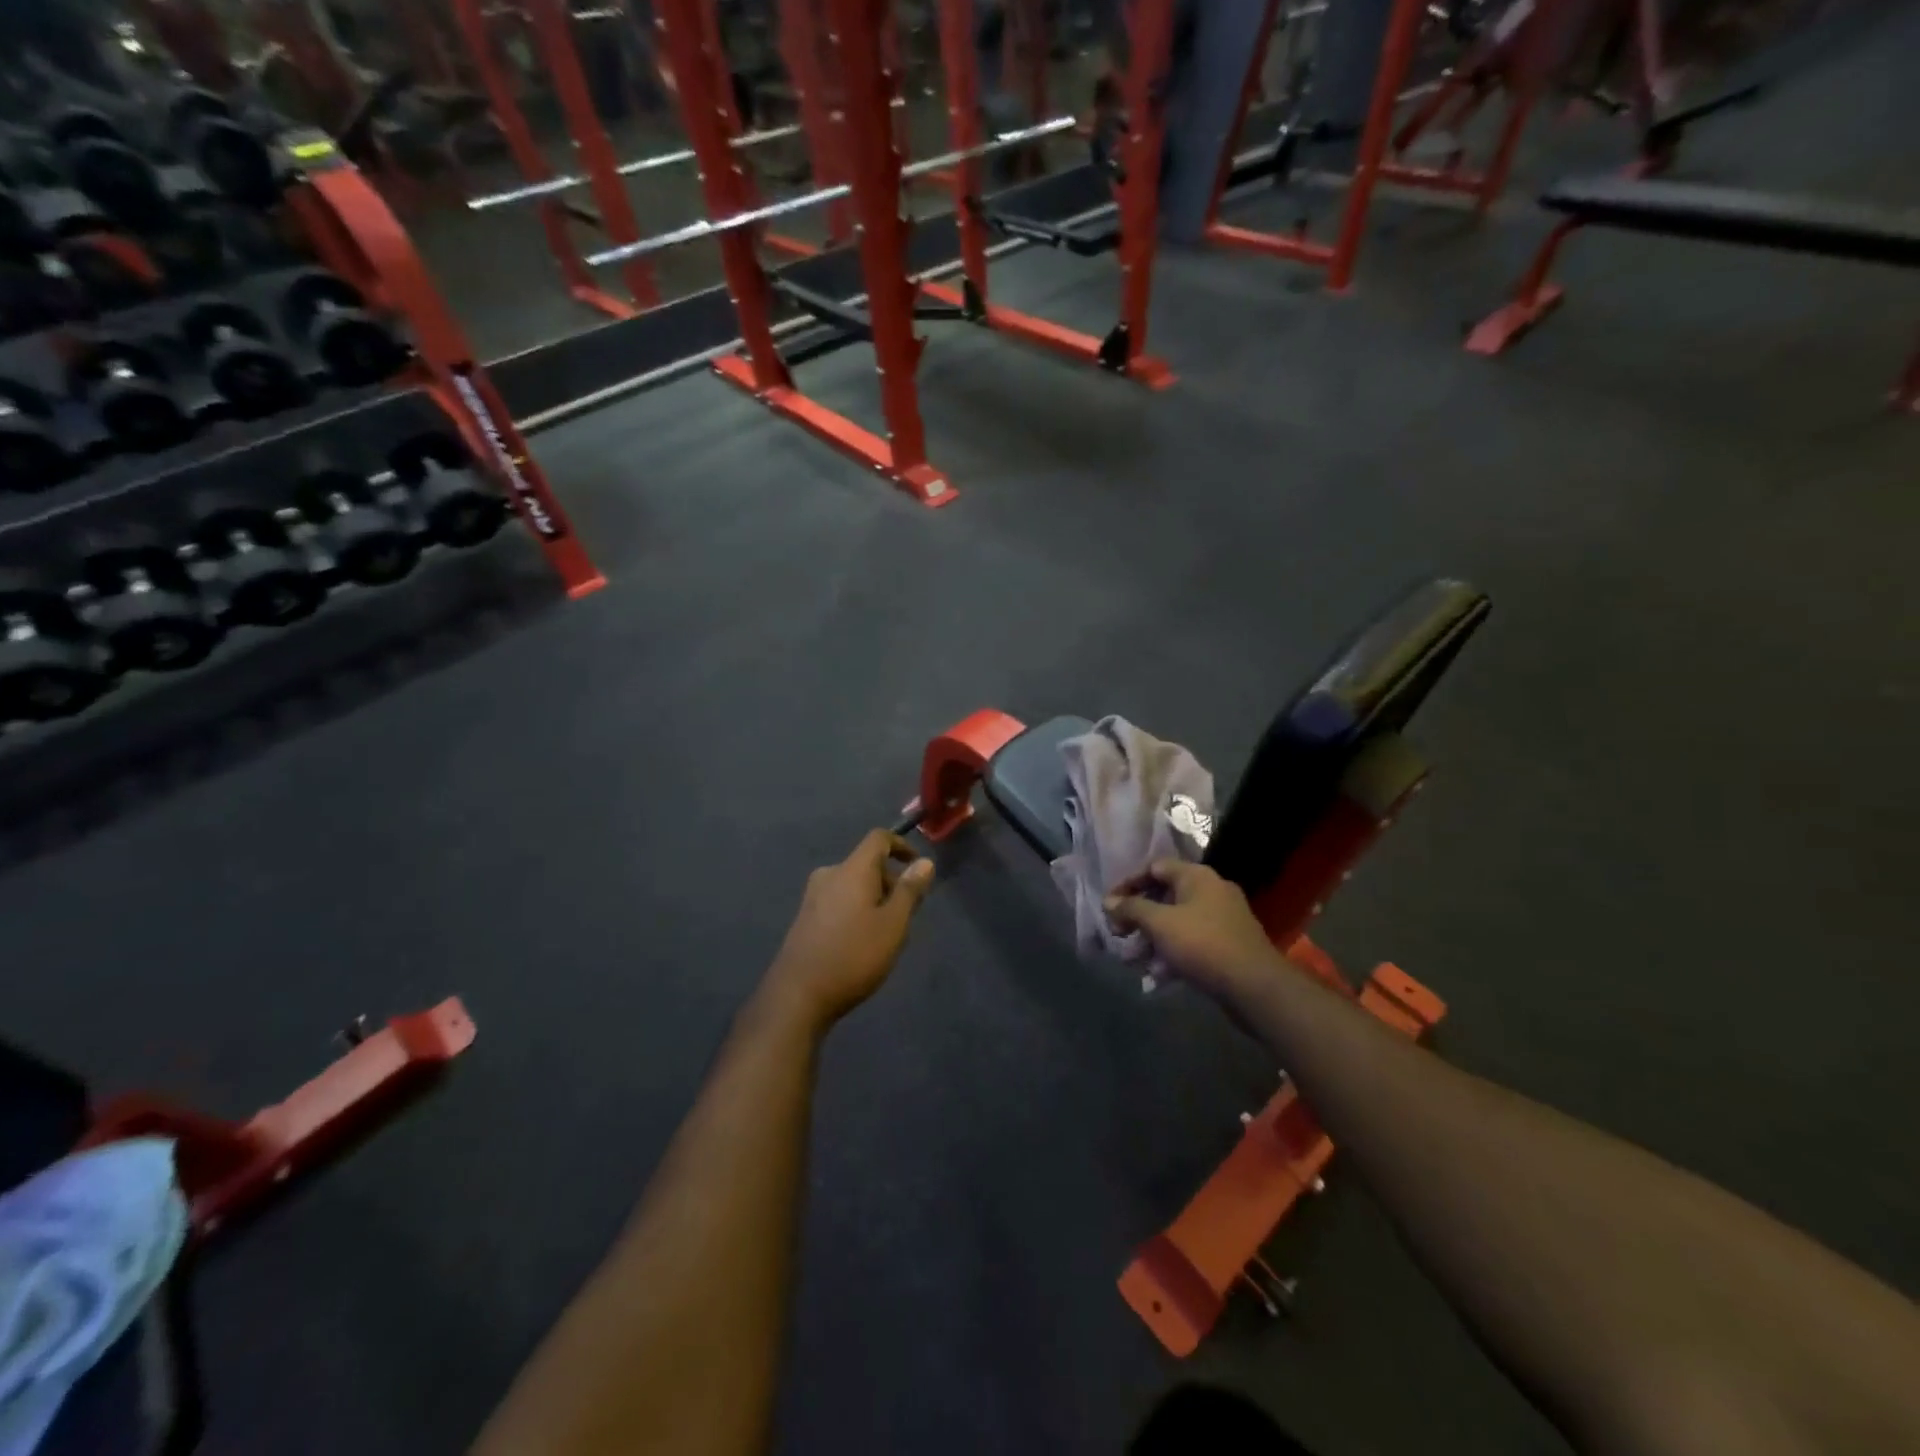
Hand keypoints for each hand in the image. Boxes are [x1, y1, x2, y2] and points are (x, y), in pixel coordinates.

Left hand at [760, 830, 934, 1034]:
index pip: (878, 838)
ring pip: (853, 884)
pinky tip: (861, 942)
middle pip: (866, 863)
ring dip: (874, 898)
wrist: (798, 995)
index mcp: (852, 869)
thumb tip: (925, 862)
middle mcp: (829, 875)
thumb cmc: (854, 955)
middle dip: (890, 881)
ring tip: (886, 933)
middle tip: (907, 914)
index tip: (918, 867)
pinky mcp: (805, 918)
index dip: (901, 846)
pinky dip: (856, 909)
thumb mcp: (893, 924)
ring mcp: (813, 896)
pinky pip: (839, 900)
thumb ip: (910, 891)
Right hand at [1105, 860, 1284, 1006]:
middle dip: (1138, 916)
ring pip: (1177, 922)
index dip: (1128, 884)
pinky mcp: (1228, 944)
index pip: (1154, 867)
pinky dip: (1172, 953)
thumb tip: (1108, 902)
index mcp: (1197, 876)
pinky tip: (1158, 975)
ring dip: (1152, 938)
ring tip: (1134, 959)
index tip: (1109, 905)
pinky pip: (1192, 941)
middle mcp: (1212, 890)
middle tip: (1119, 934)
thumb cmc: (1203, 944)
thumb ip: (1131, 909)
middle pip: (1164, 895)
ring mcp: (1223, 918)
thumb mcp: (1160, 924)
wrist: (1255, 986)